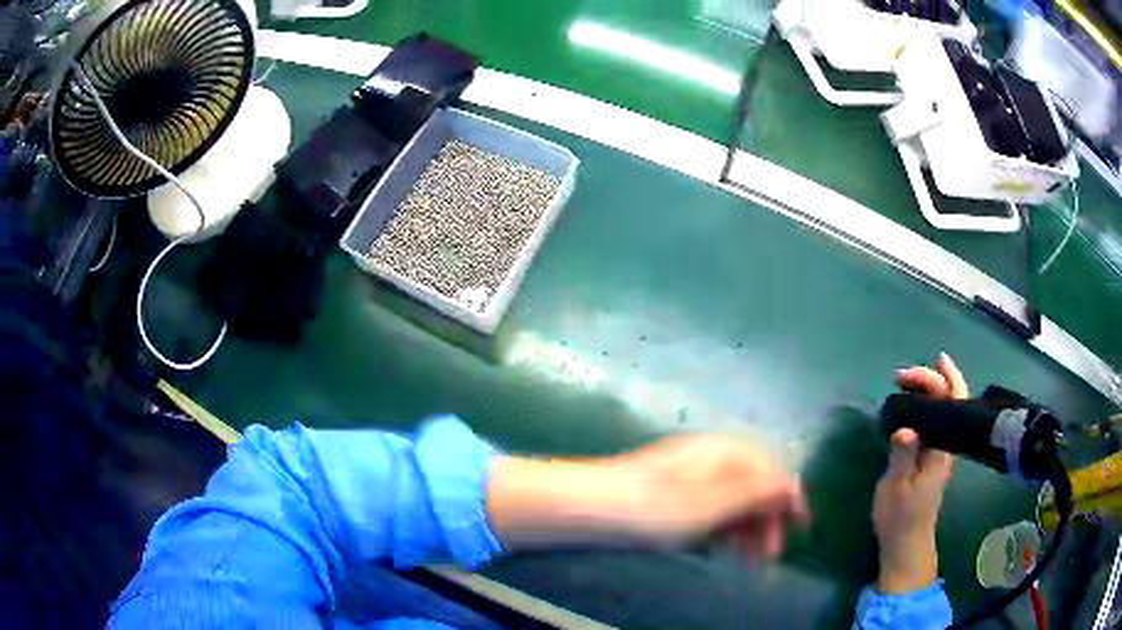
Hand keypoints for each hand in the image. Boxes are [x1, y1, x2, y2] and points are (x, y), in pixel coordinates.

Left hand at [488, 435, 807, 559]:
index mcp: (725, 451)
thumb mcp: (713, 504)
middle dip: (768, 517)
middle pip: (753, 484)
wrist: (589, 506)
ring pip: (732, 499)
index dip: (789, 495)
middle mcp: (711, 457)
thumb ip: (756, 493)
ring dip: (747, 527)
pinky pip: (710, 508)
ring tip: (752, 560)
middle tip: (772, 554)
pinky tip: (724, 548)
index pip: (770, 468)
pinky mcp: (671, 494)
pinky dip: (723, 527)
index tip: (802, 525)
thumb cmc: (656, 506)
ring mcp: (689, 475)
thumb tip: (792, 484)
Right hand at [873, 353, 967, 592]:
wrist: (906, 543)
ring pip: (944, 410)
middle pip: (950, 400)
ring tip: (906, 382)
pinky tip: (913, 405)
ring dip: (929, 389)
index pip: (952, 402)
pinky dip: (926, 405)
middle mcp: (946, 445)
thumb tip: (905, 427)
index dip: (941, 379)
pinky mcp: (931, 459)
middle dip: (930, 380)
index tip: (919, 369)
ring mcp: (940, 452)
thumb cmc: (900, 518)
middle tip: (901, 376)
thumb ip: (903, 457)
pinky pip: (935, 421)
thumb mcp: (896, 488)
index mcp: (941, 449)